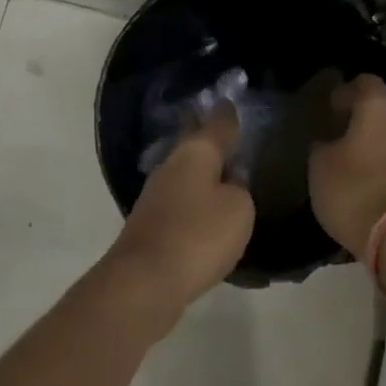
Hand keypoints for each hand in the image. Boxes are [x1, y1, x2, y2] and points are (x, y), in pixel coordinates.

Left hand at [102, 104, 255, 319]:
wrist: (145, 282)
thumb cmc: (198, 236)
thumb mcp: (238, 209)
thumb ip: (240, 189)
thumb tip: (230, 182)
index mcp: (194, 154)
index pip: (217, 124)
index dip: (229, 115)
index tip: (234, 103)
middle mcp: (171, 168)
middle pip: (197, 149)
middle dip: (215, 146)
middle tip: (238, 142)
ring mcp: (156, 197)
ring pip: (188, 178)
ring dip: (207, 178)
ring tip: (231, 182)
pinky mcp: (151, 226)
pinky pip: (183, 206)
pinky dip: (199, 208)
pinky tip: (212, 218)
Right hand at [308, 75, 385, 261]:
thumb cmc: (355, 190)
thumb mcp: (320, 166)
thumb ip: (323, 146)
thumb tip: (328, 141)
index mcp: (379, 105)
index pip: (363, 82)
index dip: (345, 93)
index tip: (331, 110)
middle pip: (385, 109)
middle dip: (365, 121)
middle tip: (343, 139)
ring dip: (381, 145)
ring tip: (359, 165)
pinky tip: (376, 183)